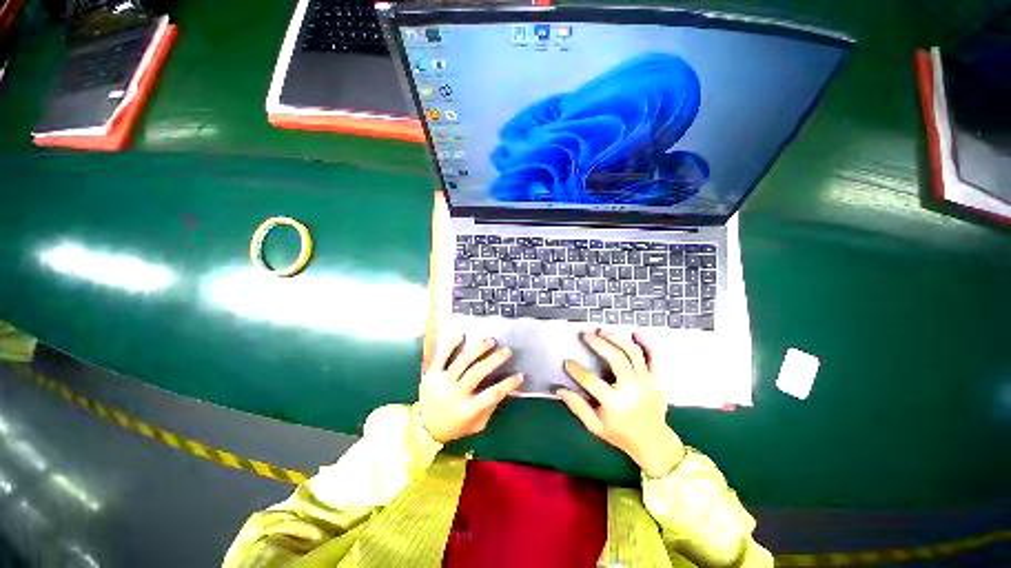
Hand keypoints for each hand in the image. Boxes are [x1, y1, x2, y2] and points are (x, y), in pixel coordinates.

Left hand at [419, 336, 522, 442]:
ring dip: (479, 348)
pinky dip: (452, 344)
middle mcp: (455, 393)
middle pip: (478, 372)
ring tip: (491, 340)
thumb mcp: (476, 425)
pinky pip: (442, 355)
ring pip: (463, 360)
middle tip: (507, 351)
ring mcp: (442, 381)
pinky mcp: (431, 373)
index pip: (492, 395)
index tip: (520, 375)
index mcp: (467, 410)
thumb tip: (505, 389)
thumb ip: (490, 408)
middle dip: (495, 359)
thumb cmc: (456, 426)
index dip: (508, 384)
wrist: (424, 427)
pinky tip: (463, 336)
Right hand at [558, 330, 685, 477]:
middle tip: (586, 335)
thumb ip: (577, 407)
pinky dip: (645, 343)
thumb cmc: (621, 434)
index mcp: (615, 404)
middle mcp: (633, 390)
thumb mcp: (595, 426)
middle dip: (599, 344)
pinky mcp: (657, 379)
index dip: (576, 369)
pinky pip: (654, 356)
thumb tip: (560, 390)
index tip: (568, 362)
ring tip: (603, 331)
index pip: (591, 381)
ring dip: (617, 338)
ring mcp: (647, 383)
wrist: (653, 442)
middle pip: (616, 359)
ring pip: (634, 353)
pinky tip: (633, 333)